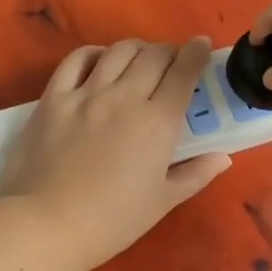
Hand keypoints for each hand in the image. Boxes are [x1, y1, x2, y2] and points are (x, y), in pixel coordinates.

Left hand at [0, 38, 230, 270]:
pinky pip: (76, 60)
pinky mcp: (54, 97)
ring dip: (136, 49)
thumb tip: (222, 156)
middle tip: (171, 62)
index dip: (196, 53)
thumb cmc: (113, 220)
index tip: (201, 46)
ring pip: (118, 51)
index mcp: (158, 122)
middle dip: (169, 51)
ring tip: (139, 60)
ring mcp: (86, 94)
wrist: (49, 224)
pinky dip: (93, 53)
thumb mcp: (163, 202)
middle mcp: (125, 97)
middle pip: (153, 55)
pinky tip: (99, 61)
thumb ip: (195, 174)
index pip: (184, 72)